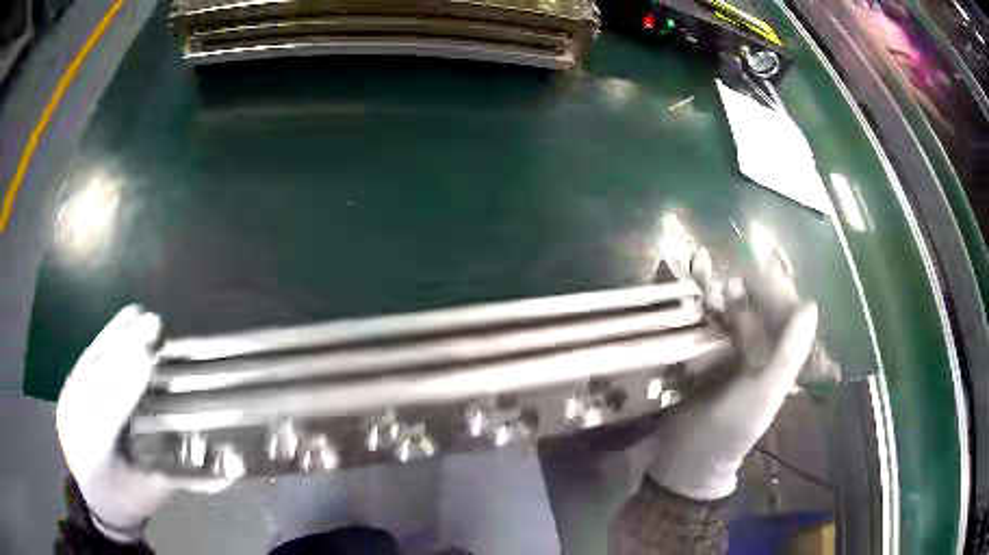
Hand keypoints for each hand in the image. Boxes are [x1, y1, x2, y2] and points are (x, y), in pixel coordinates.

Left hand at [56, 306, 229, 542]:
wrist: (98, 502)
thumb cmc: (130, 500)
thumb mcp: (152, 493)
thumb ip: (172, 468)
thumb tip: (203, 442)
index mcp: (94, 459)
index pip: (108, 417)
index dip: (126, 386)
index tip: (148, 355)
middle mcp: (74, 427)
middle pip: (95, 381)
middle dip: (122, 350)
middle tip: (151, 324)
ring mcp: (67, 406)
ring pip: (87, 365)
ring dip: (113, 337)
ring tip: (137, 315)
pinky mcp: (67, 393)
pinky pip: (84, 363)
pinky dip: (102, 341)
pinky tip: (119, 324)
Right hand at [644, 248, 818, 499]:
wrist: (686, 457)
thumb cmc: (732, 428)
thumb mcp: (765, 392)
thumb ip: (789, 352)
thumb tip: (810, 303)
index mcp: (777, 355)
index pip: (781, 309)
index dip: (768, 288)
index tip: (750, 271)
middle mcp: (756, 347)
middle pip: (753, 305)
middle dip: (739, 289)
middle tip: (720, 285)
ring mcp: (727, 350)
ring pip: (726, 311)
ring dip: (716, 296)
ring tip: (702, 288)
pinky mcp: (699, 356)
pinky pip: (703, 325)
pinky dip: (697, 309)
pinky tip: (688, 298)